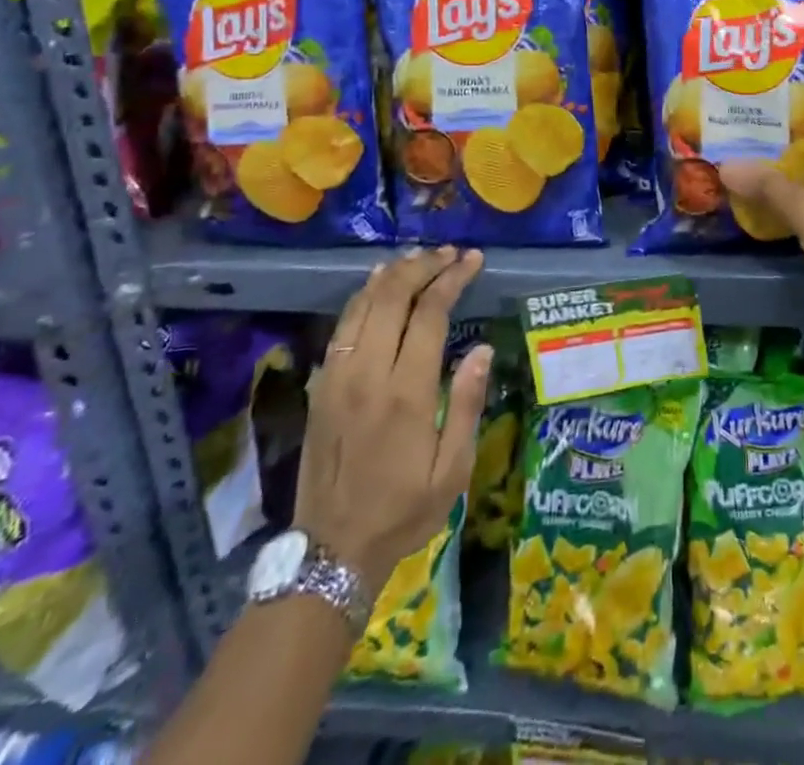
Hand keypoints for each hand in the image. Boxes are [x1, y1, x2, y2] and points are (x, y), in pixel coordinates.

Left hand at [294, 246, 491, 586]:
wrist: (330, 551)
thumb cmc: (403, 510)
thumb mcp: (451, 470)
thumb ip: (466, 404)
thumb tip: (482, 350)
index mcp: (406, 393)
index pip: (429, 313)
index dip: (452, 279)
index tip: (472, 260)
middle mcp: (368, 374)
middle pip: (392, 297)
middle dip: (424, 266)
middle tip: (450, 252)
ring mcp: (337, 377)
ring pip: (363, 305)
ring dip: (393, 274)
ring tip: (420, 257)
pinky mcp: (321, 386)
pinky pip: (342, 326)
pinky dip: (363, 296)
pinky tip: (379, 284)